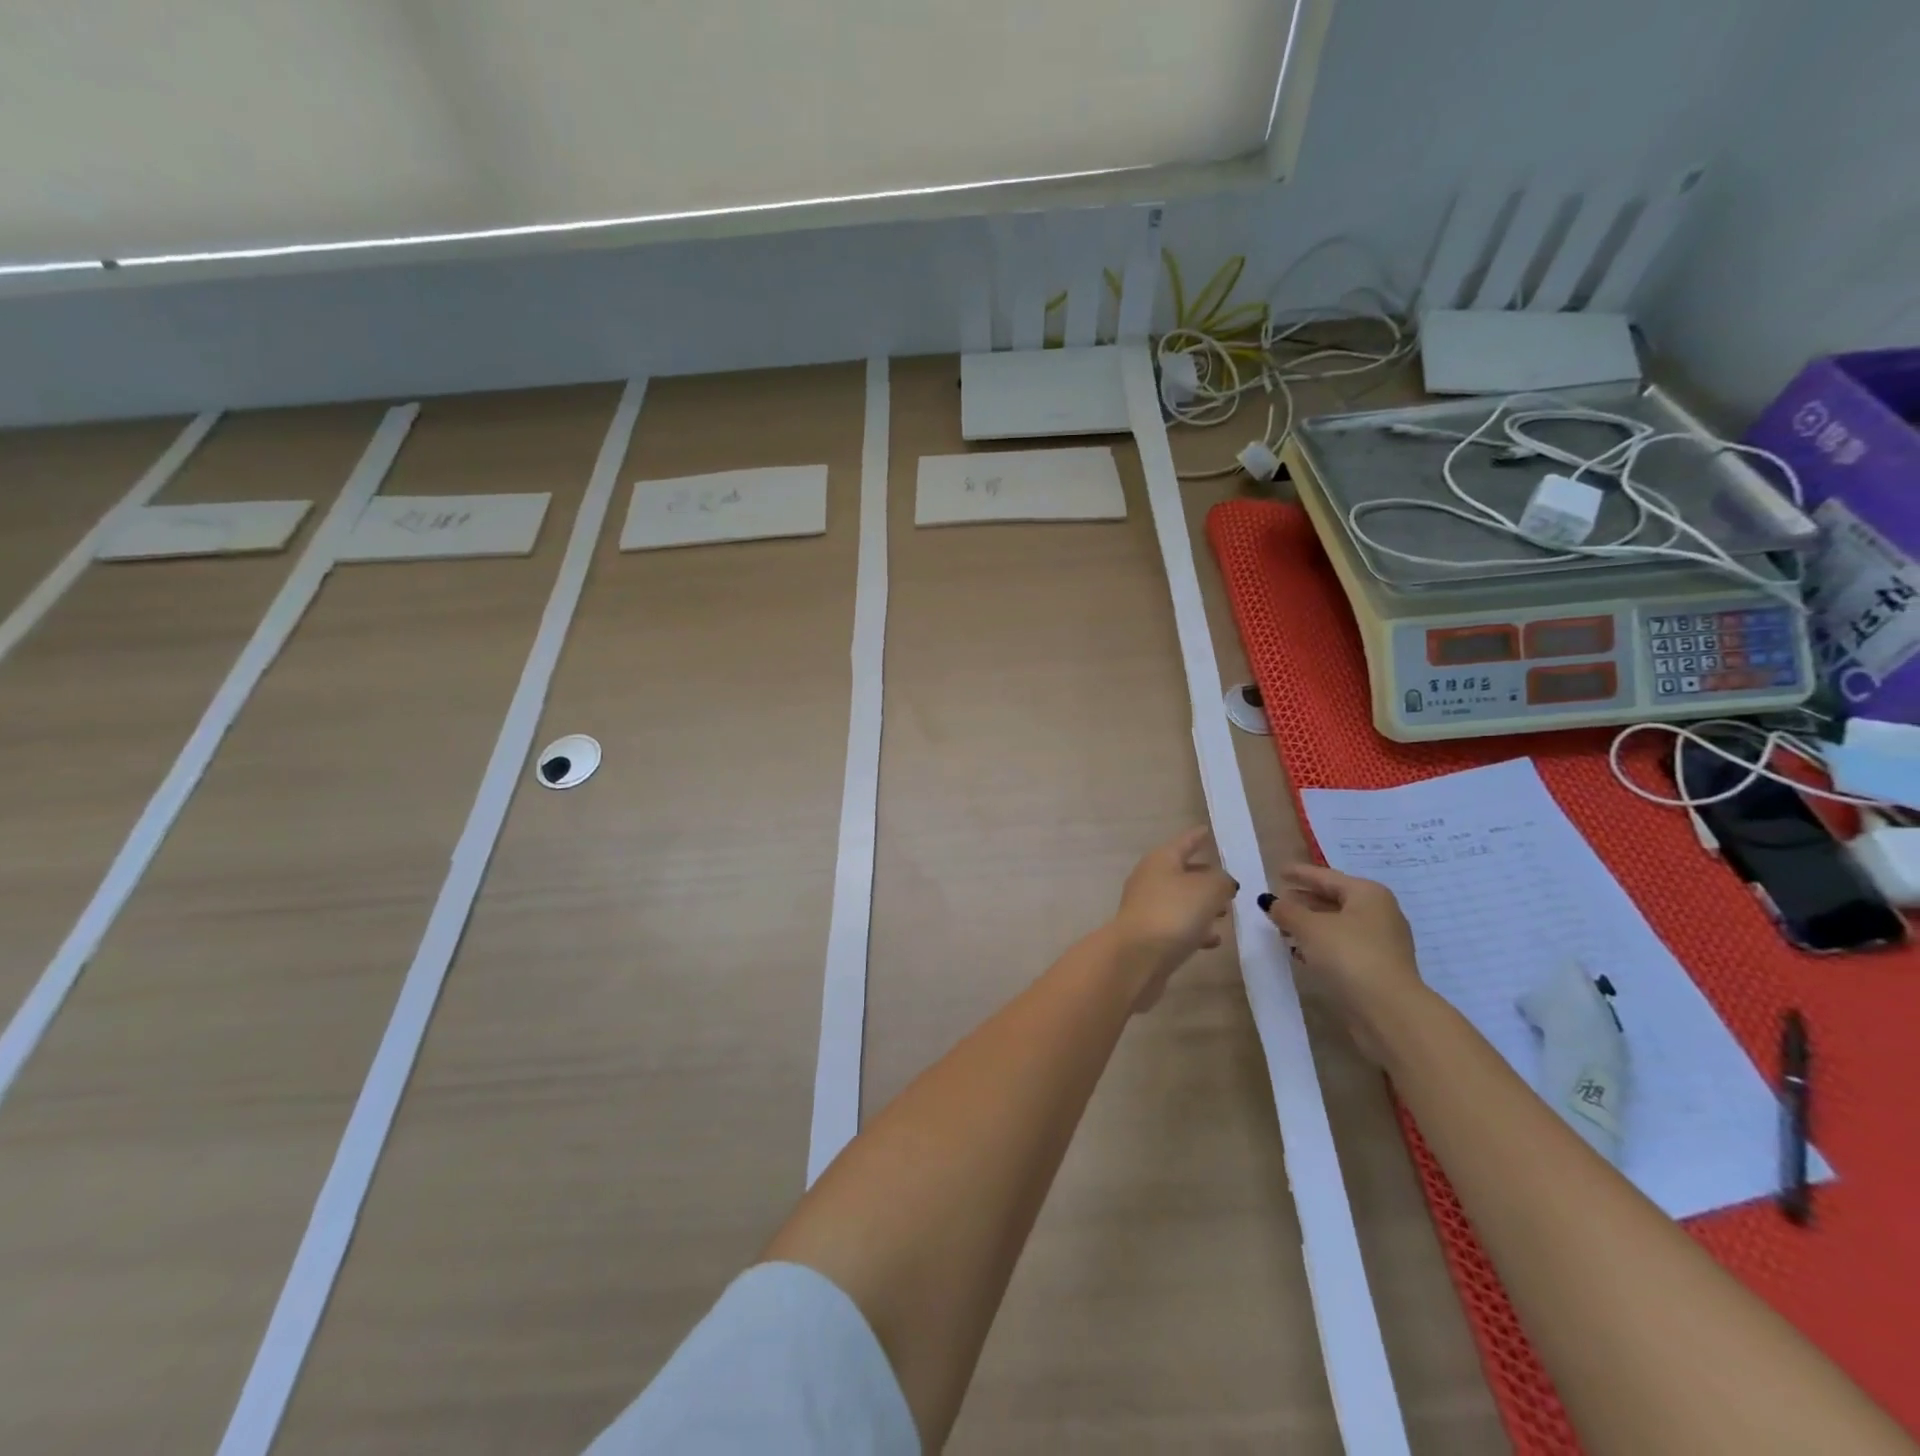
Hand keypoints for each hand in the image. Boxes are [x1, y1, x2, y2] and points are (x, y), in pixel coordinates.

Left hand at [1110, 827, 1236, 1010]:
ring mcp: (1147, 908)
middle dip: (1205, 877)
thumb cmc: (1173, 913)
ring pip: (1181, 901)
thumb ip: (1222, 881)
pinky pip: (1177, 926)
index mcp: (1161, 860)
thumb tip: (1222, 882)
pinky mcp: (1149, 936)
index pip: (1184, 842)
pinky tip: (1213, 940)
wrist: (1136, 958)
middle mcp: (1150, 879)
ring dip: (1202, 906)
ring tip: (1226, 912)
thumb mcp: (1208, 890)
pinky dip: (1195, 929)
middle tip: (1228, 883)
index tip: (1206, 830)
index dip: (1197, 836)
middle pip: (1181, 872)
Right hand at [1261, 863, 1424, 1058]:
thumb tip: (1271, 901)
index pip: (1327, 876)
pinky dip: (1322, 944)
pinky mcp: (1379, 968)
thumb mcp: (1309, 928)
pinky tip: (1302, 951)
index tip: (1278, 871)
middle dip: (1305, 900)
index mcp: (1368, 894)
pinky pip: (1344, 945)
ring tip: (1284, 927)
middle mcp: (1380, 913)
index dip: (1300, 873)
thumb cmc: (1349, 955)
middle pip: (1335, 899)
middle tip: (1279, 900)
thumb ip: (1287, 911)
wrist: (1389, 1011)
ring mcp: (1383, 943)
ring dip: (1311, 924)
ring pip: (1339, 924)